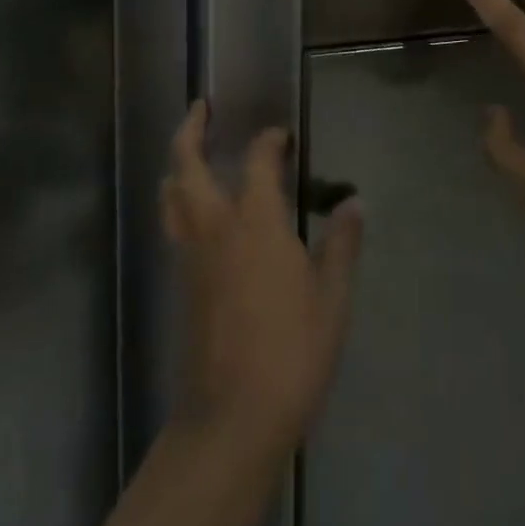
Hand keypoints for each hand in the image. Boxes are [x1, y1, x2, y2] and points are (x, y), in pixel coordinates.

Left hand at [163, 102, 363, 457]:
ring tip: (190, 152)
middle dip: (190, 130)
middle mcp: (215, 226)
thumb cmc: (292, 352)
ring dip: (177, 165)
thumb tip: (354, 201)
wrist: (232, 418)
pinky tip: (196, 211)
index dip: (269, 141)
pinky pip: (173, 226)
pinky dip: (178, 202)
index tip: (281, 135)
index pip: (258, 161)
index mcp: (256, 221)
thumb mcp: (332, 298)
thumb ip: (341, 244)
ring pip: (170, 195)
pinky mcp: (180, 284)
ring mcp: (190, 256)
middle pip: (186, 164)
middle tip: (201, 108)